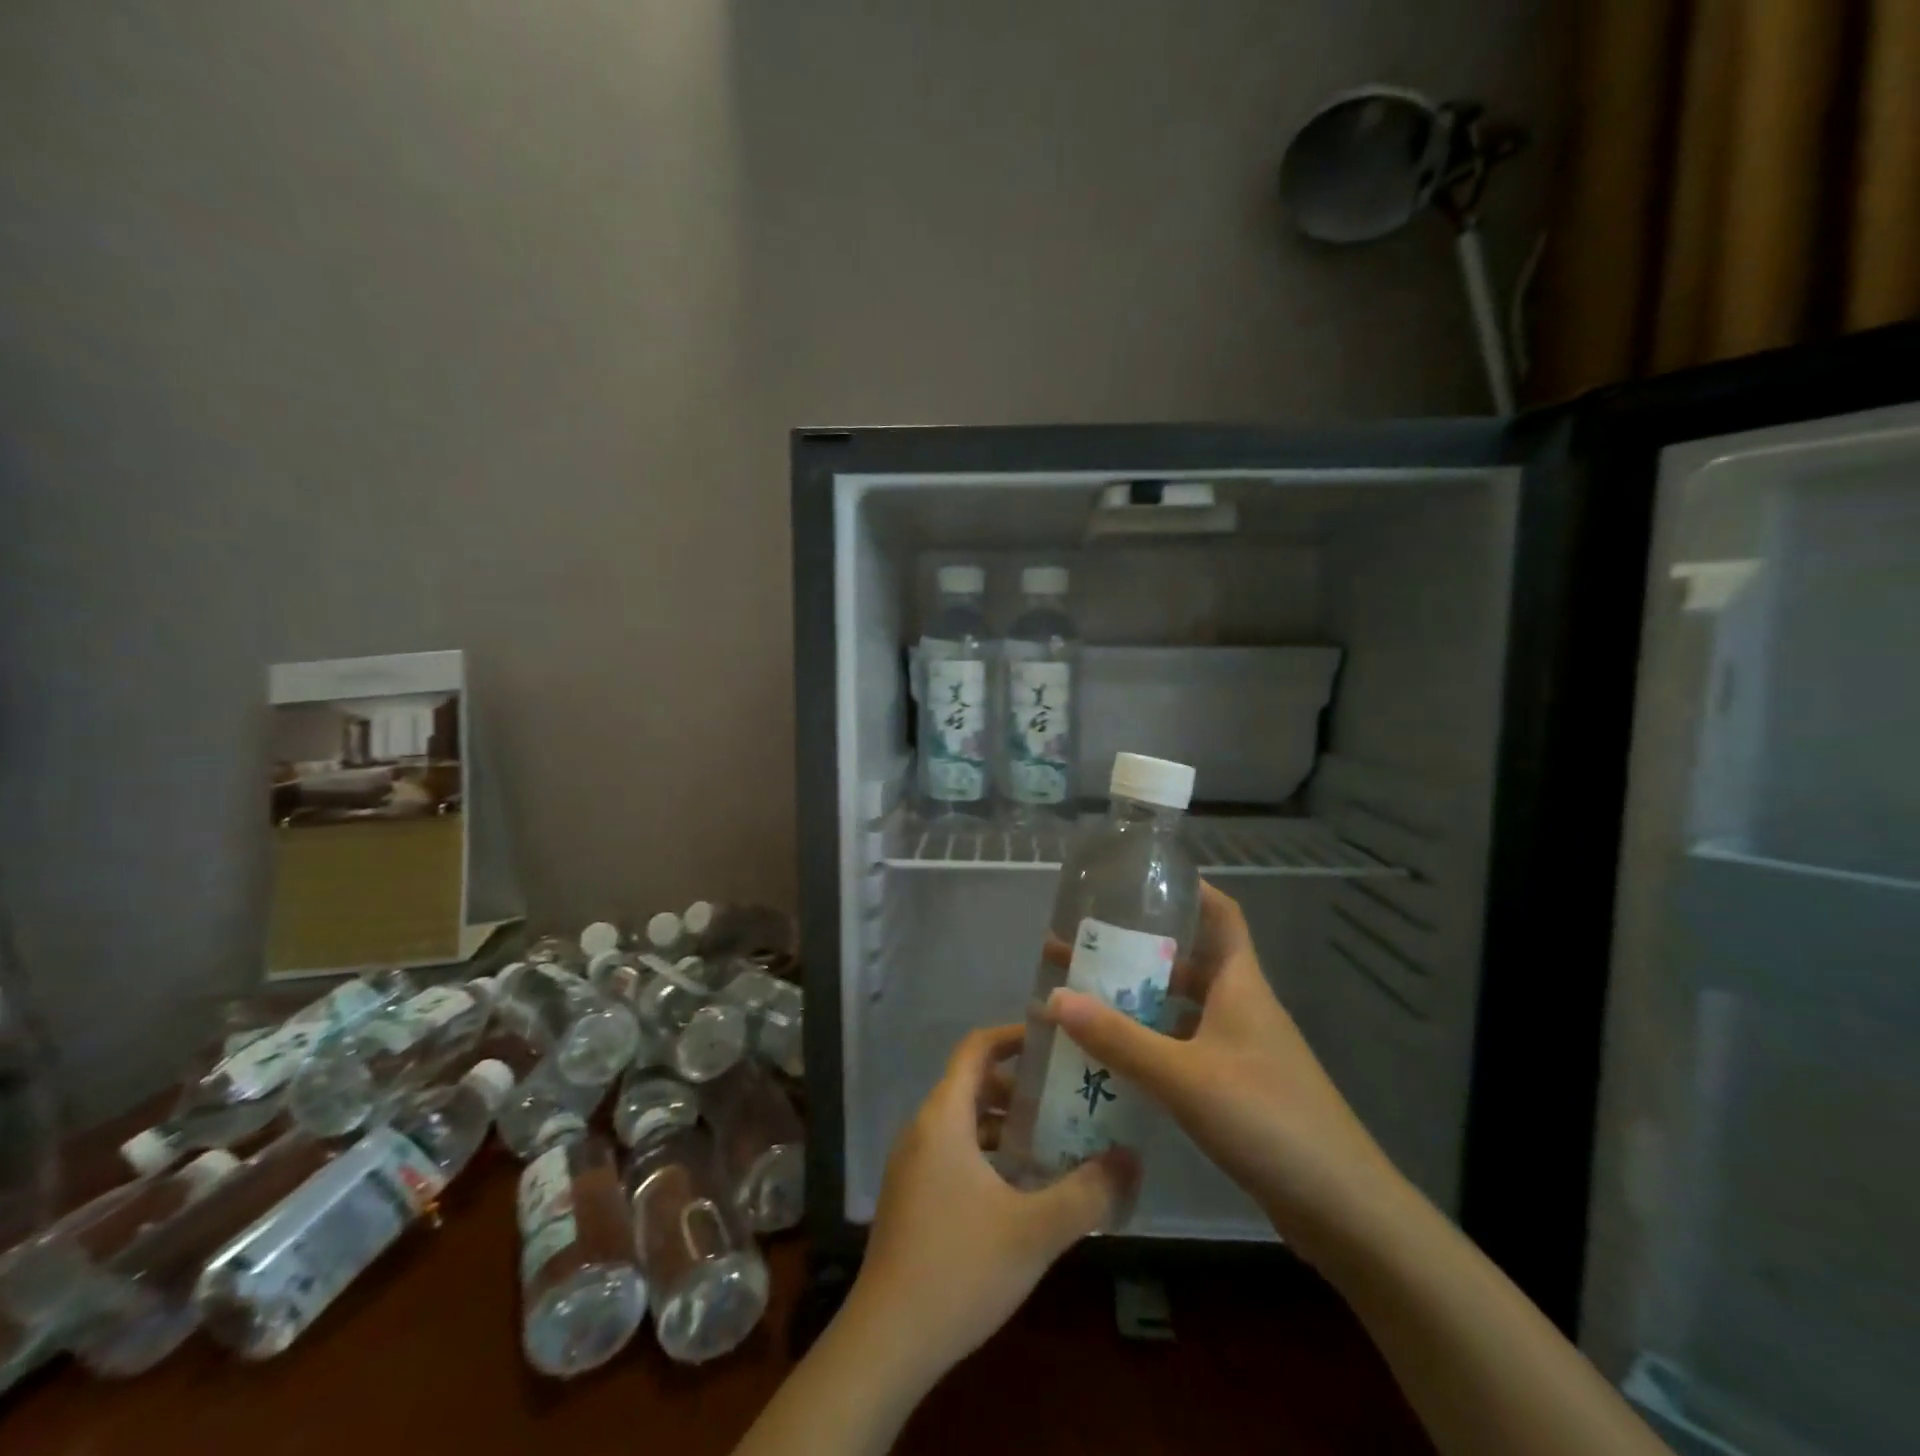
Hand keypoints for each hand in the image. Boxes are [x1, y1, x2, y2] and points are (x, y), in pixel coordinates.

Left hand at [844, 1024, 1137, 1381]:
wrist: (887, 1342)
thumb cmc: (960, 1269)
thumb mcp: (1035, 1230)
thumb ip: (1088, 1193)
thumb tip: (1131, 1159)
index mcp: (943, 1117)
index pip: (976, 1049)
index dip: (1014, 1036)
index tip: (1054, 1041)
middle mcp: (922, 1129)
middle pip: (972, 1083)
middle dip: (1019, 1086)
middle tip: (1066, 1097)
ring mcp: (912, 1164)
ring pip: (963, 1122)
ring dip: (1005, 1123)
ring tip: (1053, 1140)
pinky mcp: (910, 1197)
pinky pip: (953, 1152)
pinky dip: (987, 1152)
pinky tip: (1020, 1188)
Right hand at [1046, 881, 1402, 1269]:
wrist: (1343, 1210)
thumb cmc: (1266, 1119)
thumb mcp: (1183, 1075)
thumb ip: (1118, 1038)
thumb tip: (1053, 996)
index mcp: (1240, 984)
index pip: (1221, 914)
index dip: (1188, 889)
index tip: (1139, 880)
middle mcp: (1242, 1006)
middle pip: (1188, 960)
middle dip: (1137, 949)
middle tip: (1081, 945)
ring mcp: (1242, 1048)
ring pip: (1183, 1006)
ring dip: (1139, 998)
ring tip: (1083, 996)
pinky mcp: (1238, 1087)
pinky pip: (1185, 1047)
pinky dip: (1151, 1042)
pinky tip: (1114, 1056)